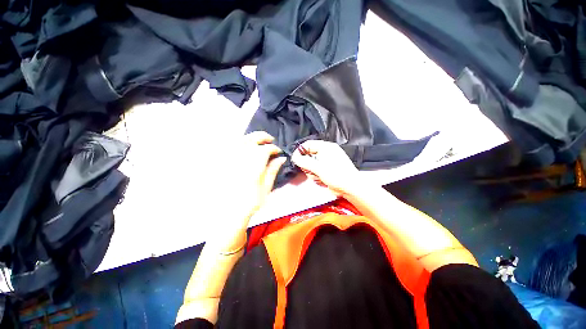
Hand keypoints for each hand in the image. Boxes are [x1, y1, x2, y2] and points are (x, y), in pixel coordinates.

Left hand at [205, 131, 285, 251]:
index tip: (278, 152)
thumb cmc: (250, 201)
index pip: (266, 149)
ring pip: (241, 139)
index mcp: (254, 164)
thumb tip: (281, 158)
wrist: (228, 212)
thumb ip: (273, 170)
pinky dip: (240, 142)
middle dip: (263, 137)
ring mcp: (230, 158)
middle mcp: (241, 157)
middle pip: (253, 138)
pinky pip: (231, 146)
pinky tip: (245, 146)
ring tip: (259, 141)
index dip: (274, 148)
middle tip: (270, 140)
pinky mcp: (222, 161)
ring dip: (252, 137)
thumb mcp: (266, 187)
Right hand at [291, 140, 364, 196]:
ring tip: (319, 177)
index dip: (300, 151)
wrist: (351, 188)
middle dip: (308, 166)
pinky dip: (317, 176)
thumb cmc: (337, 176)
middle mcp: (326, 152)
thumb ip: (304, 161)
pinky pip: (316, 170)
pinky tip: (322, 180)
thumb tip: (294, 157)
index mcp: (326, 147)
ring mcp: (327, 161)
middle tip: (312, 172)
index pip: (308, 144)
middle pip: (308, 155)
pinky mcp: (327, 169)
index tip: (295, 160)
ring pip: (311, 165)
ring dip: (313, 173)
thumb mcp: (318, 168)